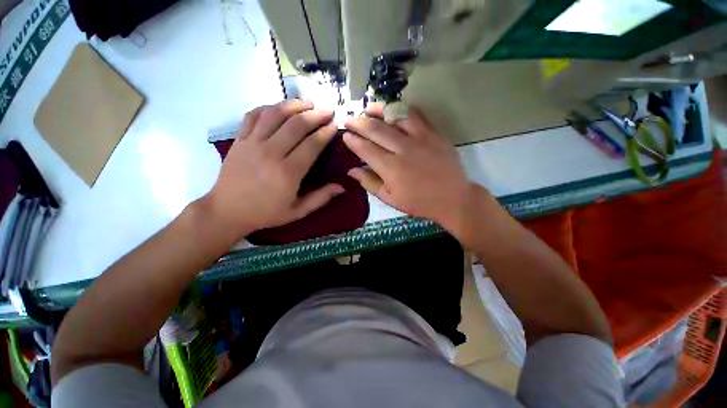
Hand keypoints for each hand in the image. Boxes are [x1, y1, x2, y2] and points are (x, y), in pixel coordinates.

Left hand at [205, 100, 342, 239]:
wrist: (227, 211)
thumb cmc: (266, 213)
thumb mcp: (297, 211)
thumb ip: (320, 198)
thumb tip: (342, 187)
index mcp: (288, 173)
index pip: (312, 145)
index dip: (326, 133)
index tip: (335, 126)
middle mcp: (271, 153)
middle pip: (296, 125)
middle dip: (316, 115)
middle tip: (328, 110)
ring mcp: (252, 143)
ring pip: (275, 114)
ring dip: (294, 105)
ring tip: (308, 103)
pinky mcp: (239, 139)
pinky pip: (254, 115)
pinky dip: (269, 107)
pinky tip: (280, 107)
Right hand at [343, 104, 477, 226]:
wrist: (453, 197)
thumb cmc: (419, 202)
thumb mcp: (390, 198)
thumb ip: (369, 182)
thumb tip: (351, 170)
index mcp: (391, 168)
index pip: (366, 149)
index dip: (352, 140)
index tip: (344, 135)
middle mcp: (403, 149)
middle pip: (376, 129)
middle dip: (358, 122)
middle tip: (348, 119)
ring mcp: (421, 138)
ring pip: (395, 115)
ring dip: (378, 109)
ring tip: (367, 108)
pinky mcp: (434, 132)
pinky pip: (416, 114)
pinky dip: (401, 109)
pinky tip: (393, 110)